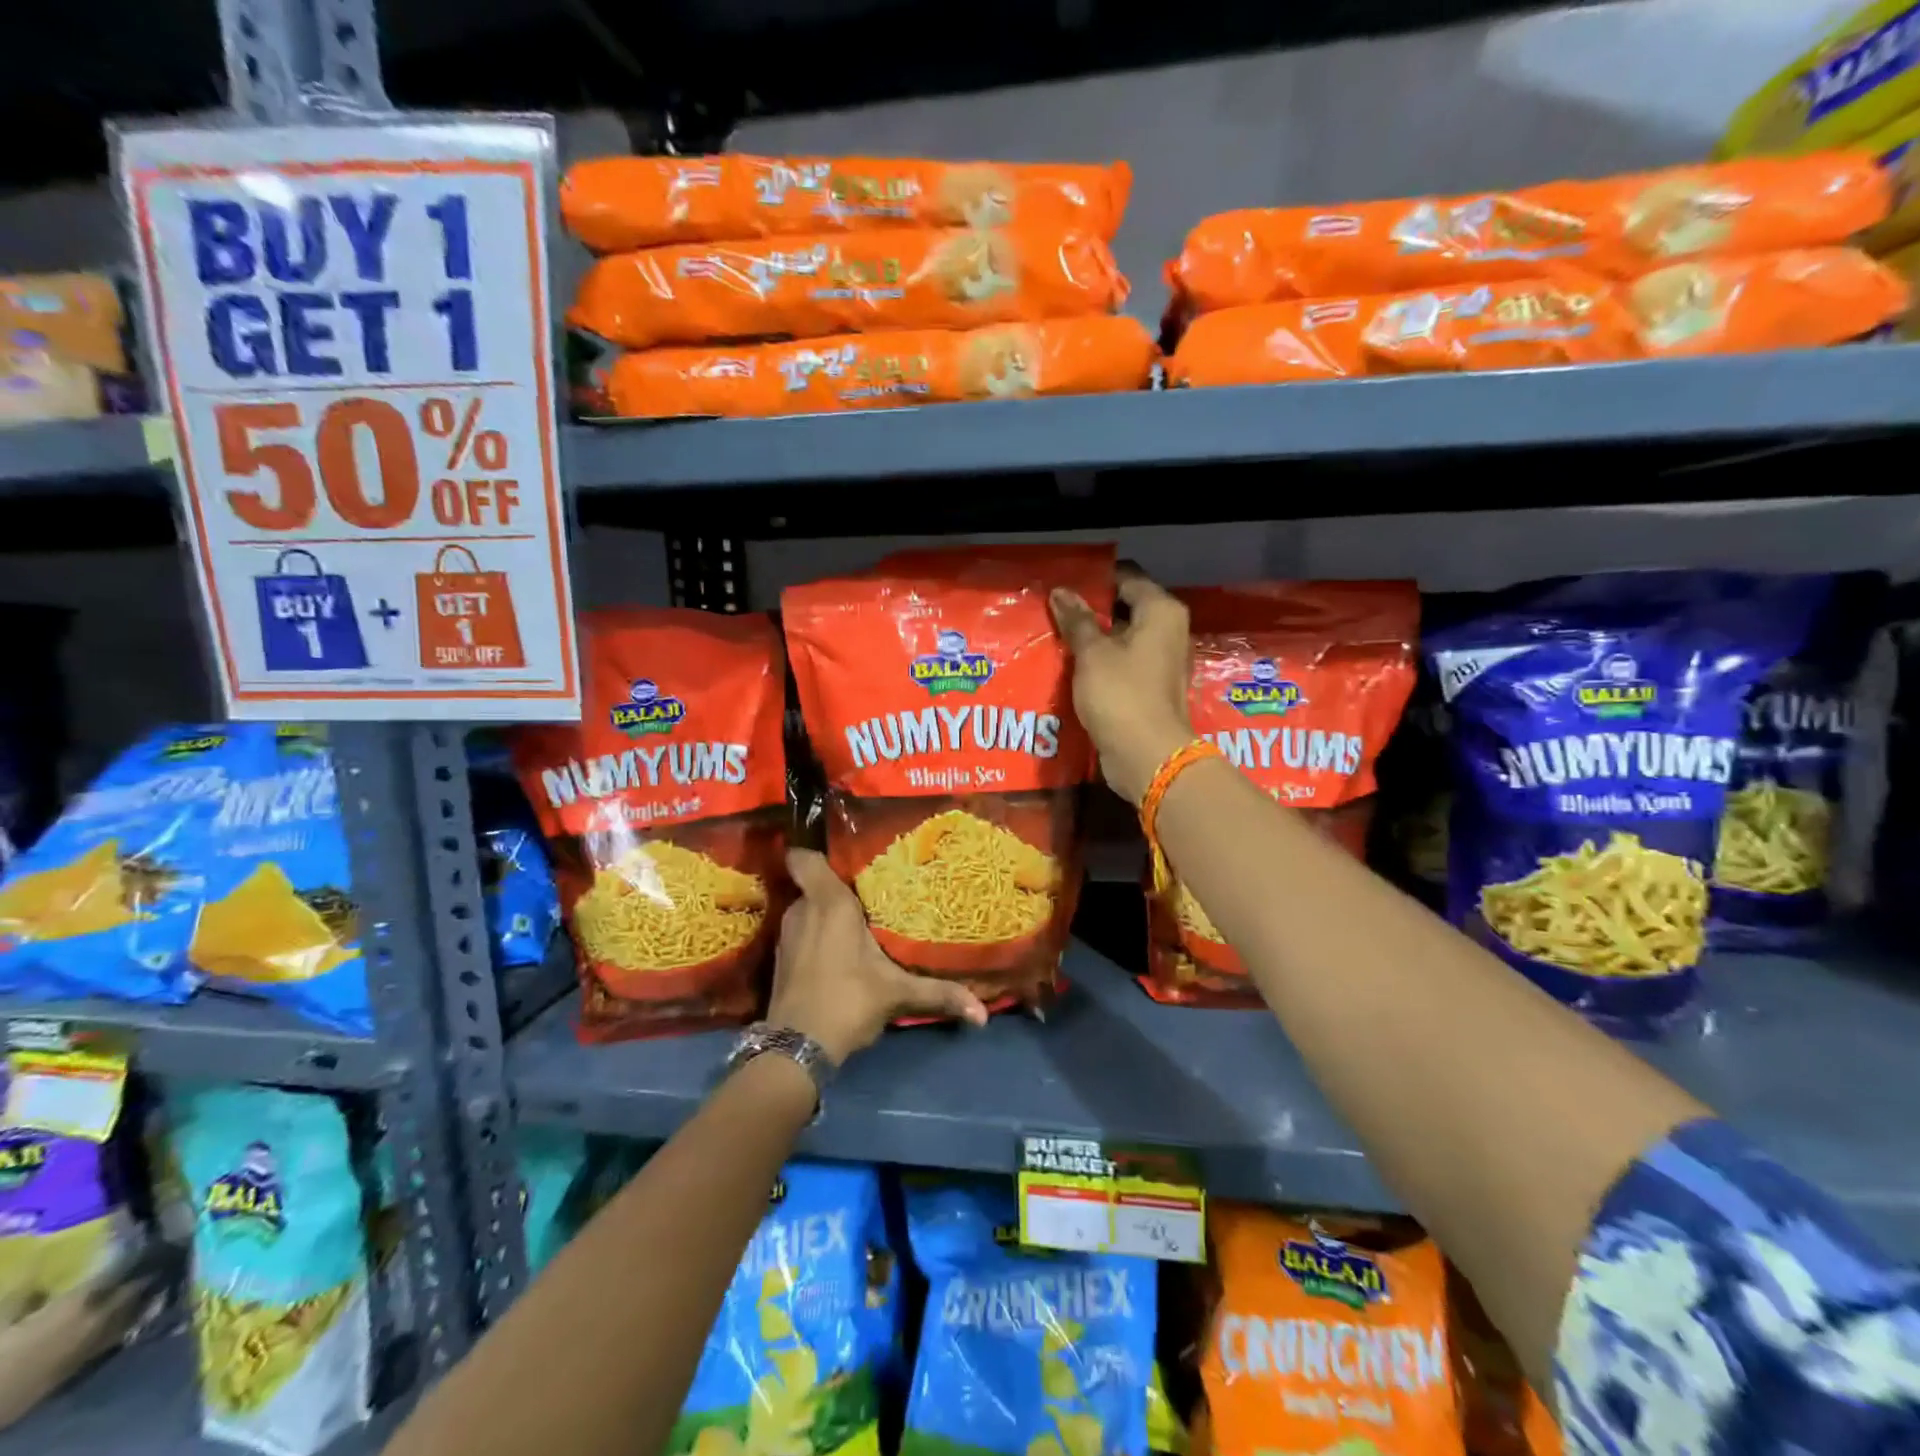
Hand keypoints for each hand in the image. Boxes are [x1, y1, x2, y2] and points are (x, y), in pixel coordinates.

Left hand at [767, 848, 988, 1062]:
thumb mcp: (896, 994)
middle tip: (868, 893)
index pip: (804, 858)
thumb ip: (939, 994)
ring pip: (807, 910)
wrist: (796, 1049)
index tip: (842, 855)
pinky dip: (815, 937)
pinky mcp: (779, 960)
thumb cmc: (848, 1001)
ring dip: (825, 916)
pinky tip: (837, 953)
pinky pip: (800, 933)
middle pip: (814, 885)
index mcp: (829, 903)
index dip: (815, 850)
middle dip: (836, 890)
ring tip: (856, 923)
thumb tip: (982, 1014)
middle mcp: (803, 911)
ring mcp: (786, 935)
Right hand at [1050, 566, 1195, 805]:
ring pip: (1124, 637)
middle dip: (1092, 609)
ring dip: (1095, 637)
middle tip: (1055, 610)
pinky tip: (1073, 665)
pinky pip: (1124, 662)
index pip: (1127, 577)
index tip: (1063, 584)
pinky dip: (1102, 661)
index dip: (1095, 579)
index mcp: (1161, 612)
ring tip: (1058, 636)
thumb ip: (1077, 620)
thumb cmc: (1121, 694)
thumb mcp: (1092, 653)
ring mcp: (1162, 661)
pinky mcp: (1152, 687)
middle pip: (1127, 607)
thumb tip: (1060, 592)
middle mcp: (1169, 631)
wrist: (1147, 756)